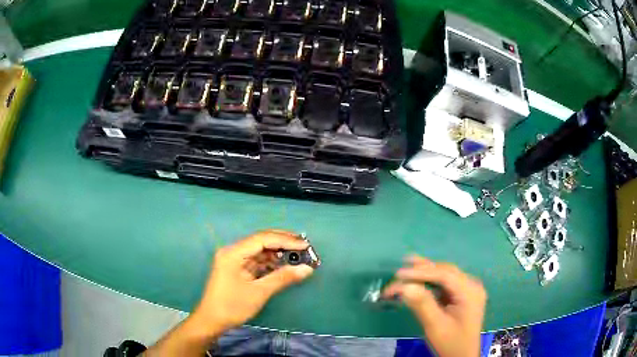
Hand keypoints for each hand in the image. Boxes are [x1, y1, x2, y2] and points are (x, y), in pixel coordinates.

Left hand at [192, 230, 314, 333]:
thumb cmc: (232, 306)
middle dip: (283, 243)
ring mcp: (234, 260)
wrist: (211, 321)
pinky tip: (285, 265)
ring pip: (260, 251)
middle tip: (305, 247)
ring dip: (279, 253)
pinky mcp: (237, 269)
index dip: (286, 240)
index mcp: (233, 253)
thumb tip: (307, 269)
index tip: (306, 246)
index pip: (262, 239)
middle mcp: (233, 251)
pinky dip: (271, 263)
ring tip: (299, 256)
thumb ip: (283, 278)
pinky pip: (257, 261)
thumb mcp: (259, 292)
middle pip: (261, 241)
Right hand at [382, 256, 486, 356]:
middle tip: (399, 271)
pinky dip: (430, 281)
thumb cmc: (450, 343)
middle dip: (422, 270)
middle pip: (445, 271)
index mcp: (470, 292)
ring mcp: (468, 290)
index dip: (421, 272)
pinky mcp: (462, 296)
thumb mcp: (435, 326)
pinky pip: (445, 284)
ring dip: (425, 273)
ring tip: (407, 266)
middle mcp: (472, 286)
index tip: (398, 275)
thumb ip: (422, 304)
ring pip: (445, 275)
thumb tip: (405, 286)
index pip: (445, 275)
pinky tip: (418, 280)